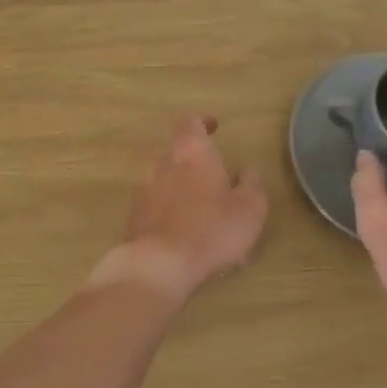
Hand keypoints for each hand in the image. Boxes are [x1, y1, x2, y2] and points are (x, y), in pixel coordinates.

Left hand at [89, 114, 267, 306]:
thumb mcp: (250, 208)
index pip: (189, 122)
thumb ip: (252, 184)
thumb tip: (248, 171)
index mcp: (191, 153)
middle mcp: (162, 165)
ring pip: (167, 184)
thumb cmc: (211, 229)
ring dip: (185, 194)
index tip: (214, 127)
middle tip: (218, 184)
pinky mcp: (134, 220)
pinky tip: (190, 241)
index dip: (202, 121)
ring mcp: (144, 192)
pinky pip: (158, 210)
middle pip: (177, 154)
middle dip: (196, 166)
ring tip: (207, 220)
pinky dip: (173, 217)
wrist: (158, 266)